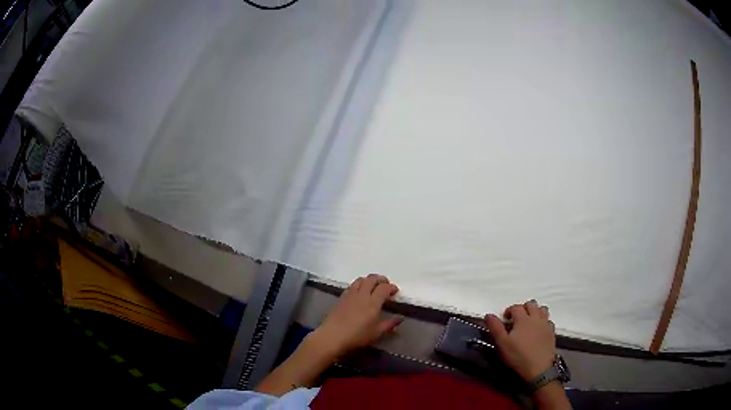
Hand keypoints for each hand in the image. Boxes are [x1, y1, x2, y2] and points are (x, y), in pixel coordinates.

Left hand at [311, 274, 401, 356]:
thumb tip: (400, 318)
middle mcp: (362, 295)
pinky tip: (360, 292)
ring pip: (361, 279)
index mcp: (373, 303)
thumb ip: (389, 324)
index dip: (391, 287)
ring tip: (373, 287)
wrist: (332, 336)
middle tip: (385, 285)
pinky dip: (359, 284)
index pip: (384, 288)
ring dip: (369, 280)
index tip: (395, 291)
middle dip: (381, 279)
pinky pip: (352, 285)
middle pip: (372, 278)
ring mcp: (350, 294)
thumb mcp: (376, 333)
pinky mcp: (341, 297)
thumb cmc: (357, 336)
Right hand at [484, 300, 555, 381]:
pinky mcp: (552, 332)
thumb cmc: (518, 356)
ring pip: (542, 309)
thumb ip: (495, 328)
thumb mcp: (502, 343)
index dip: (509, 310)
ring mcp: (545, 324)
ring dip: (535, 311)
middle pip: (531, 304)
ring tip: (529, 320)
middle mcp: (536, 317)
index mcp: (523, 319)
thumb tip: (488, 314)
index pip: (516, 307)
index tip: (504, 318)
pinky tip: (539, 329)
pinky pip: (548, 320)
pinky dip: (543, 321)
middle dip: (523, 308)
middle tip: (516, 318)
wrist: (539, 367)